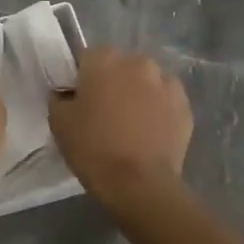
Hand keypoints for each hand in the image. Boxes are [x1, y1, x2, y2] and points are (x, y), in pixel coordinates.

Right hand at [48, 48, 192, 212]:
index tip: (80, 100)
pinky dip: (159, 110)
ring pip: (146, 81)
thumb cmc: (94, 149)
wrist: (140, 185)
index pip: (87, 57)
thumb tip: (67, 94)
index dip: (82, 78)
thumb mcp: (59, 122)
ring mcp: (166, 82)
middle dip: (113, 82)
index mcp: (103, 59)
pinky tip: (151, 132)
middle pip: (120, 66)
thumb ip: (60, 98)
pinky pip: (166, 100)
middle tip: (105, 112)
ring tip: (132, 124)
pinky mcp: (185, 105)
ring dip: (138, 93)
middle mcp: (137, 61)